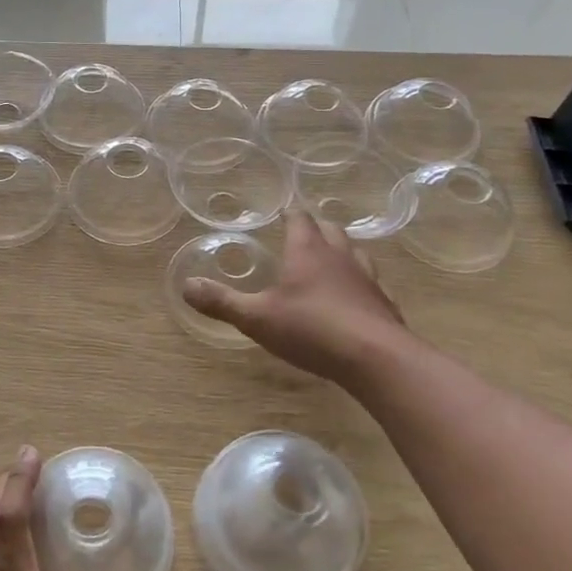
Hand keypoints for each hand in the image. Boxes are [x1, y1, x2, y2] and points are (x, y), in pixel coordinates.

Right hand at [181, 206, 407, 383]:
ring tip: (330, 259)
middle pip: (330, 230)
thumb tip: (186, 286)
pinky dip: (361, 283)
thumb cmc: (311, 329)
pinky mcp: (384, 303)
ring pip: (355, 252)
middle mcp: (340, 256)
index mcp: (307, 251)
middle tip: (303, 233)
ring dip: (341, 251)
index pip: (299, 219)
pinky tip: (357, 297)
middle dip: (315, 227)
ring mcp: (367, 278)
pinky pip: (373, 283)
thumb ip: (222, 301)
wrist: (375, 358)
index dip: (289, 213)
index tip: (282, 212)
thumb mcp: (256, 317)